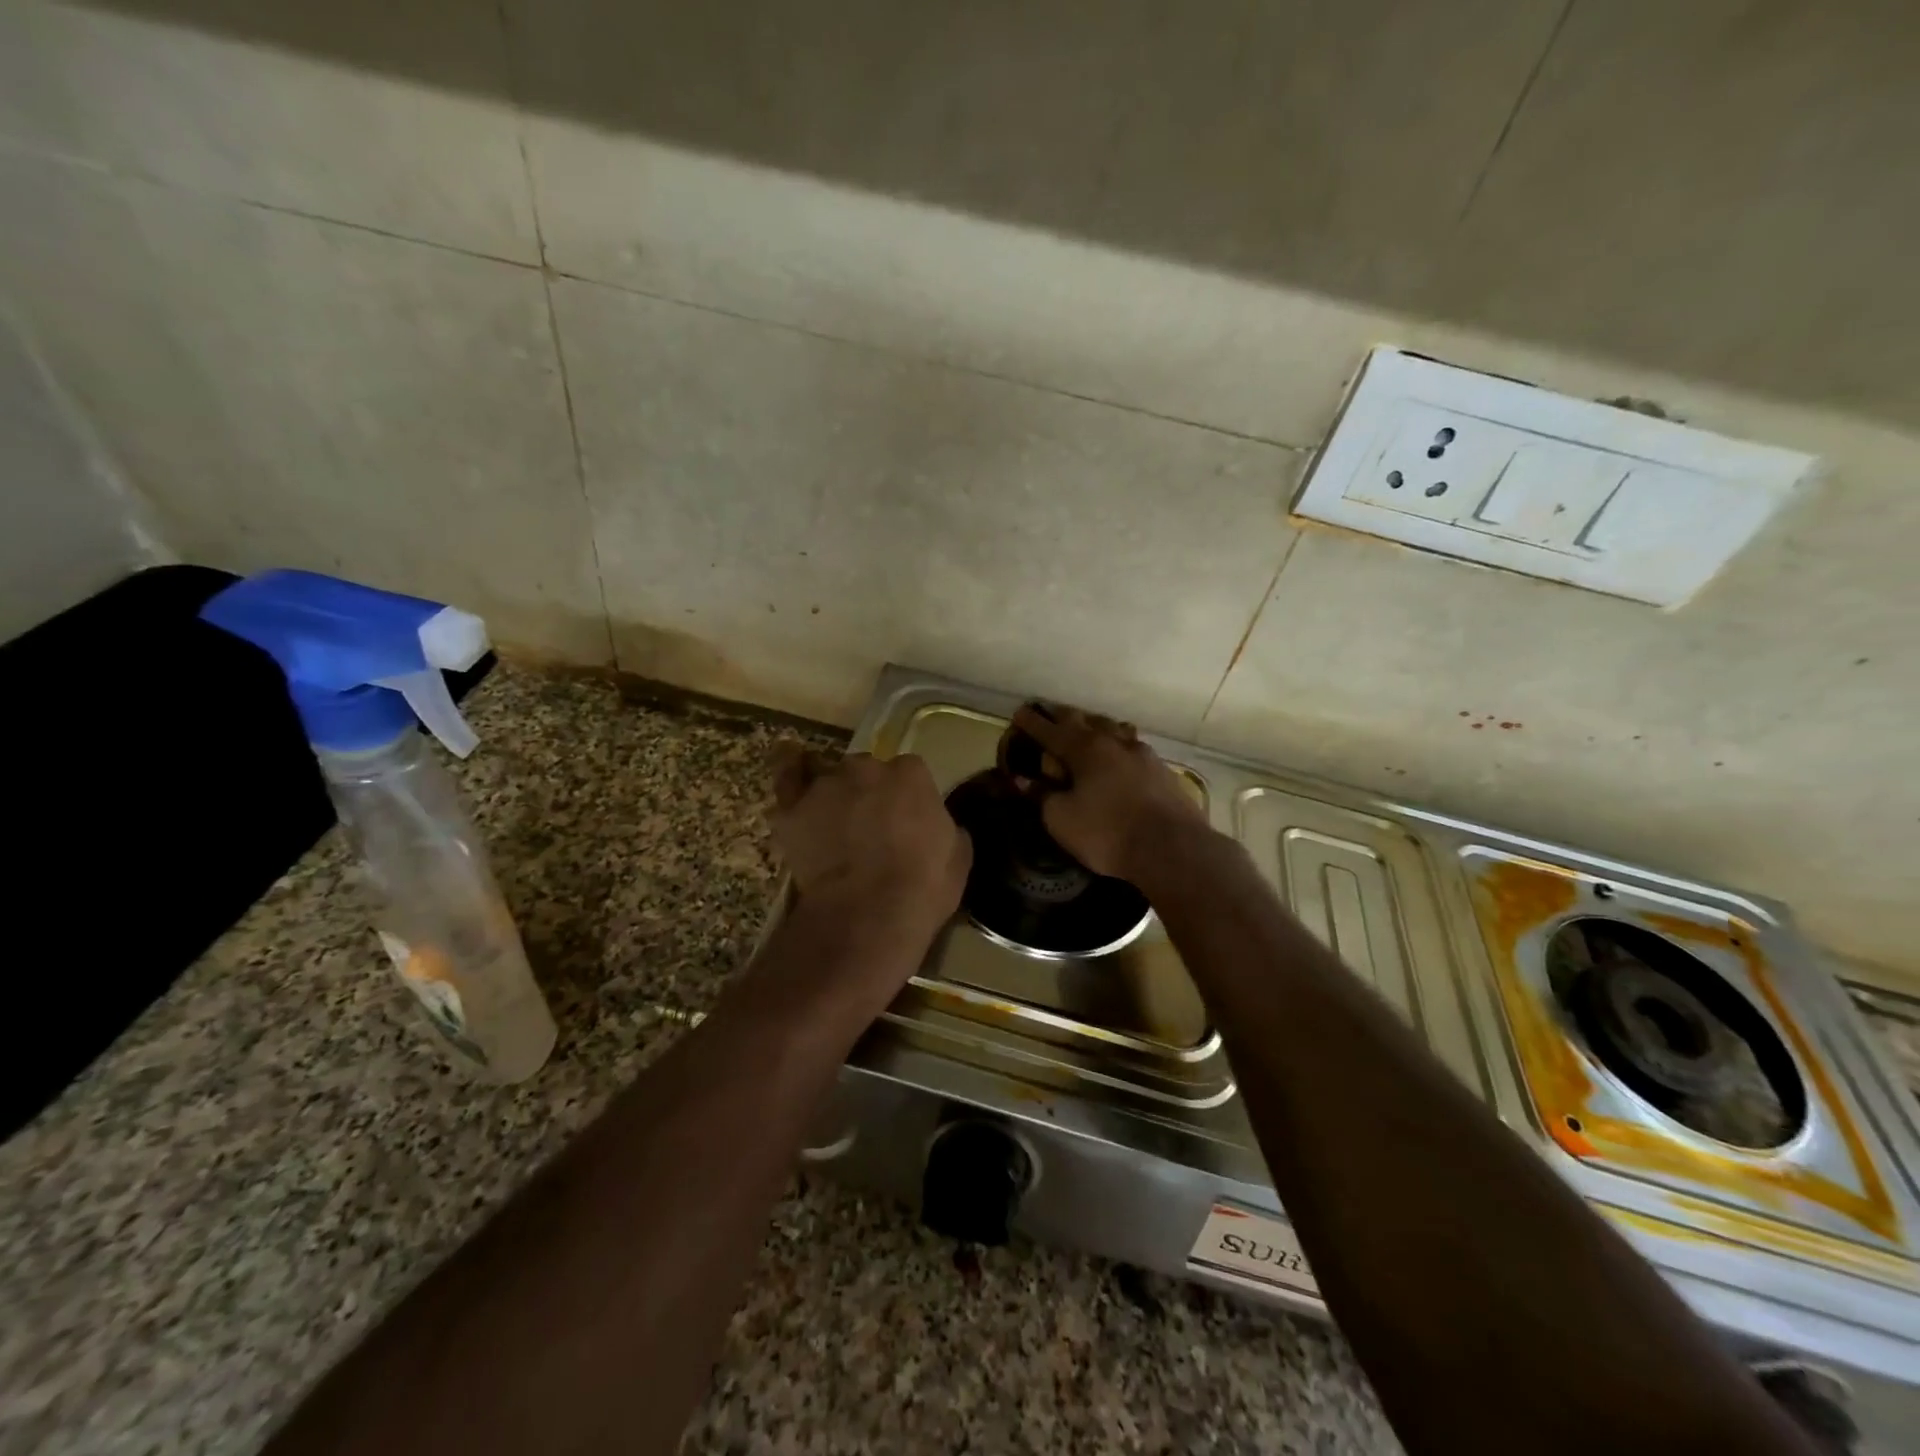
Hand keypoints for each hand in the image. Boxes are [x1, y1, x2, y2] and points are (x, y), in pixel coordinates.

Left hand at [768, 745, 970, 949]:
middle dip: (870, 791)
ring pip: (831, 778)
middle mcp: (867, 768)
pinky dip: (789, 771)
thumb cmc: (923, 886)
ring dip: (835, 795)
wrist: (868, 913)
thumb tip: (939, 824)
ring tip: (835, 824)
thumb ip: (946, 827)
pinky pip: (788, 779)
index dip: (906, 797)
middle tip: (872, 825)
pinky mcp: (794, 808)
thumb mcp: (958, 856)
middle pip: (867, 770)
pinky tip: (788, 763)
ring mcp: (827, 785)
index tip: (906, 819)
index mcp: (911, 775)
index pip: (909, 772)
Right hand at [1008, 705, 1210, 883]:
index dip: (1032, 723)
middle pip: (1085, 722)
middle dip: (1064, 718)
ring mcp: (1143, 754)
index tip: (1020, 712)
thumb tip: (1023, 780)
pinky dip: (1119, 748)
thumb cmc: (1107, 832)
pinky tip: (1122, 757)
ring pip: (1114, 730)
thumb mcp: (1061, 819)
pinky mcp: (1163, 771)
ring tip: (1089, 731)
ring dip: (1097, 728)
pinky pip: (1134, 749)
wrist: (1172, 848)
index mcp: (1084, 749)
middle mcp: (1114, 742)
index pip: (1050, 730)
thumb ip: (1042, 796)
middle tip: (1051, 717)